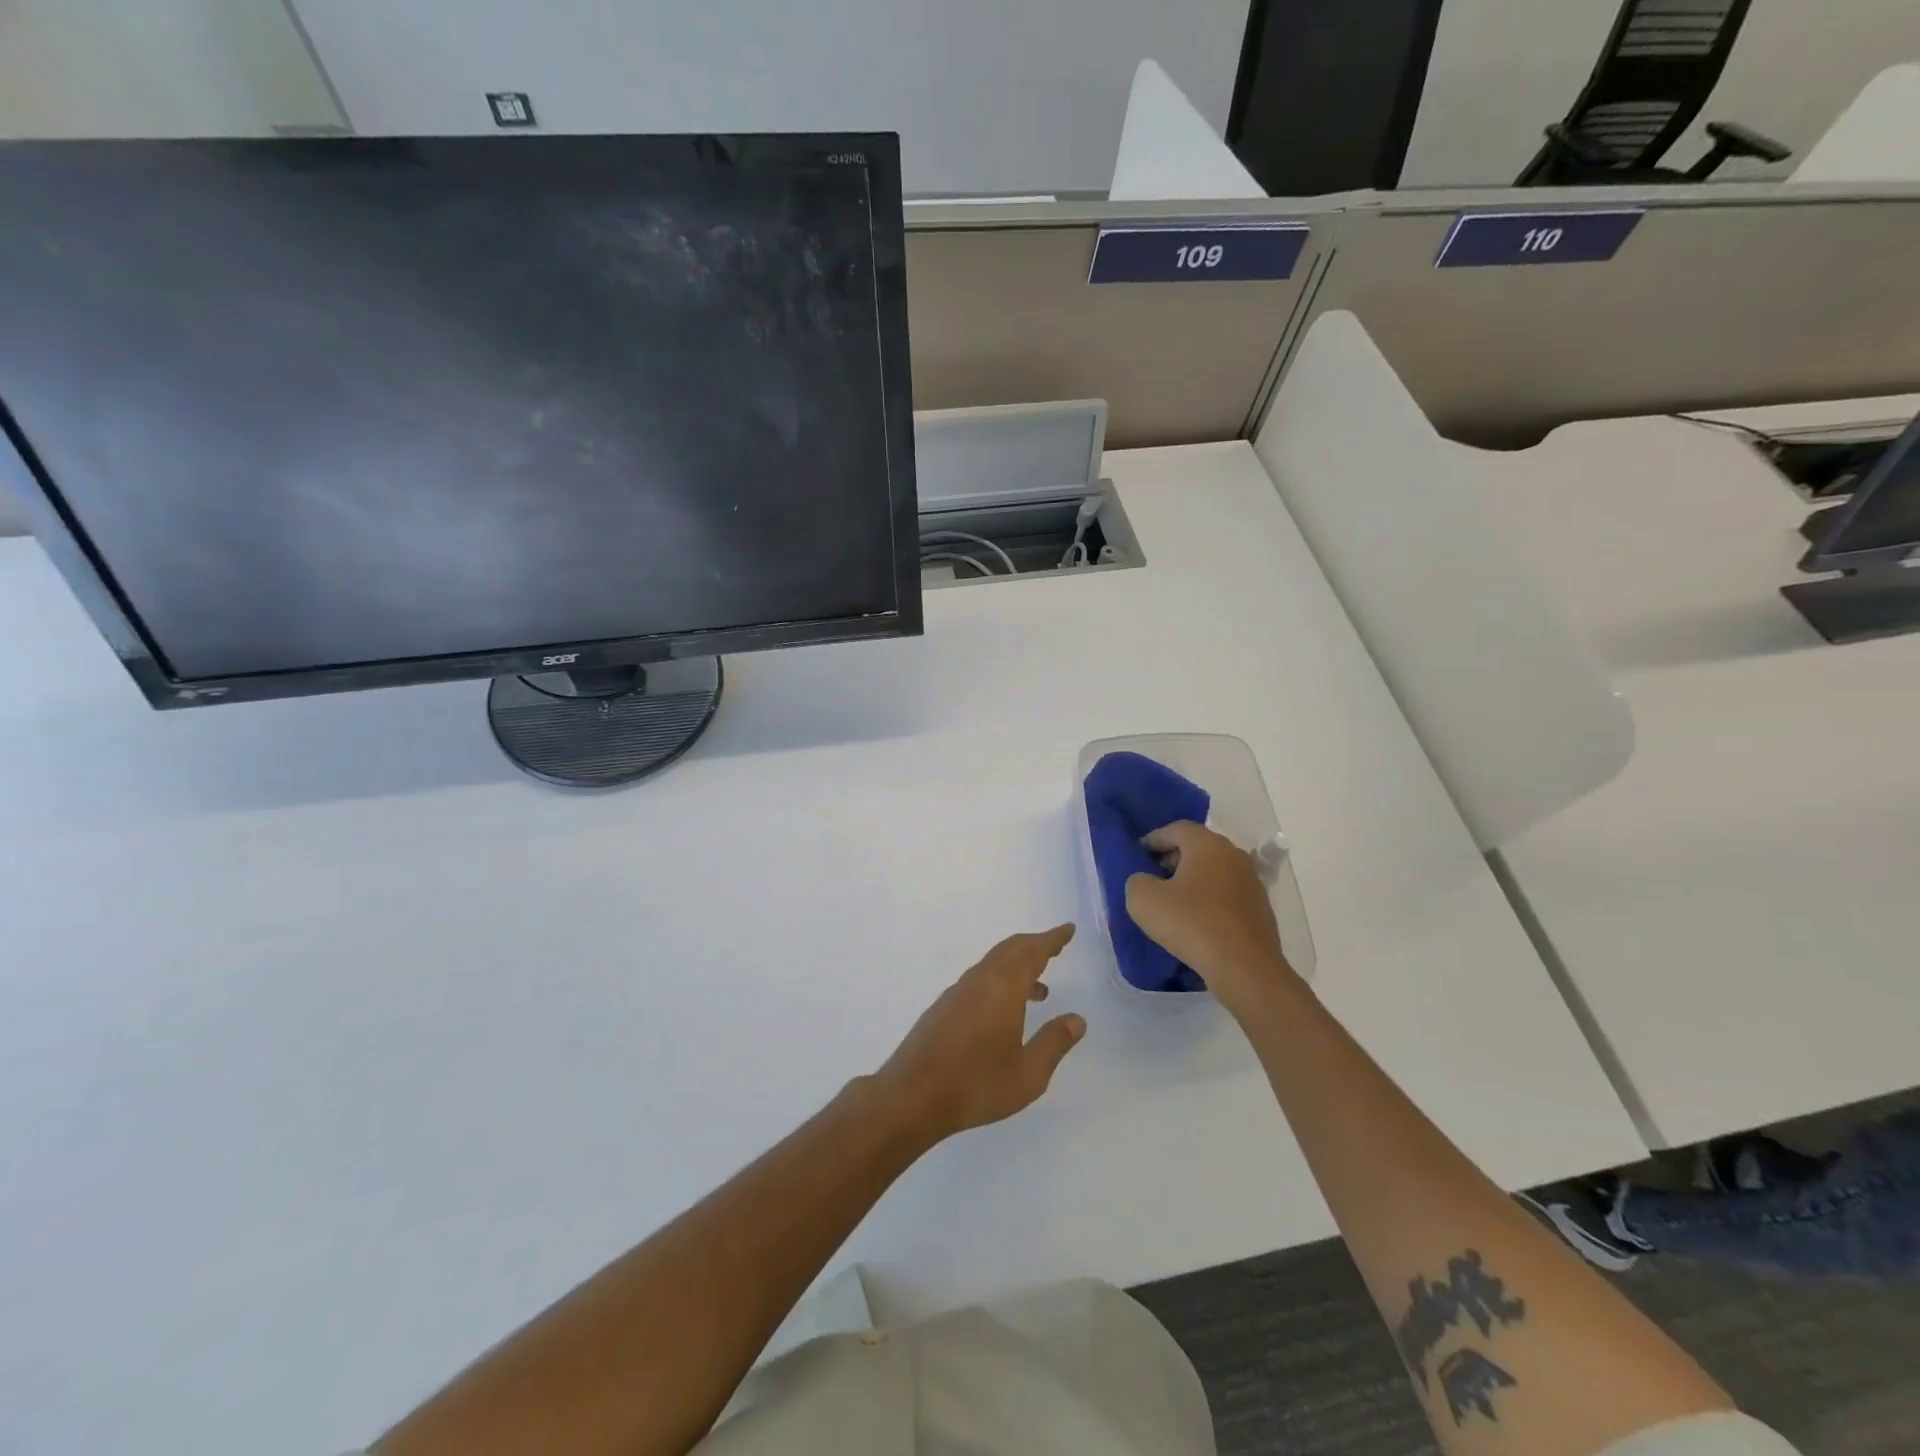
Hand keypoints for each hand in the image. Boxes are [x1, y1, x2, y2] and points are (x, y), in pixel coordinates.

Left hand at [874, 925, 1086, 1142]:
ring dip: (1017, 966)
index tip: (1068, 929)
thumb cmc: (976, 1084)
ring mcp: (958, 992)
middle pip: (1010, 950)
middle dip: (1035, 945)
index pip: (1032, 951)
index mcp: (1003, 987)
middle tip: (1056, 947)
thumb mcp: (1028, 1073)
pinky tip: (1005, 1011)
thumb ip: (1054, 1043)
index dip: (1052, 939)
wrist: (912, 1096)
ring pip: (993, 964)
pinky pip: (980, 979)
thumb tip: (1077, 1020)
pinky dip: (1000, 981)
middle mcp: (980, 980)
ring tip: (1041, 989)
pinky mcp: (944, 1007)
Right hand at [1124, 821, 1295, 1013]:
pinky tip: (1196, 922)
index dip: (1153, 839)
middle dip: (1172, 859)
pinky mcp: (1260, 908)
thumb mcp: (1143, 900)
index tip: (1137, 856)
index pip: (1175, 829)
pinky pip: (1227, 895)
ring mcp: (1251, 882)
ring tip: (1172, 903)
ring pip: (1214, 871)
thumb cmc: (1191, 924)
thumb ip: (1136, 880)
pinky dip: (1209, 900)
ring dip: (1192, 881)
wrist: (1244, 968)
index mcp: (1207, 844)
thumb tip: (1146, 881)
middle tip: (1152, 878)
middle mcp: (1234, 854)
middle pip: (1197, 847)